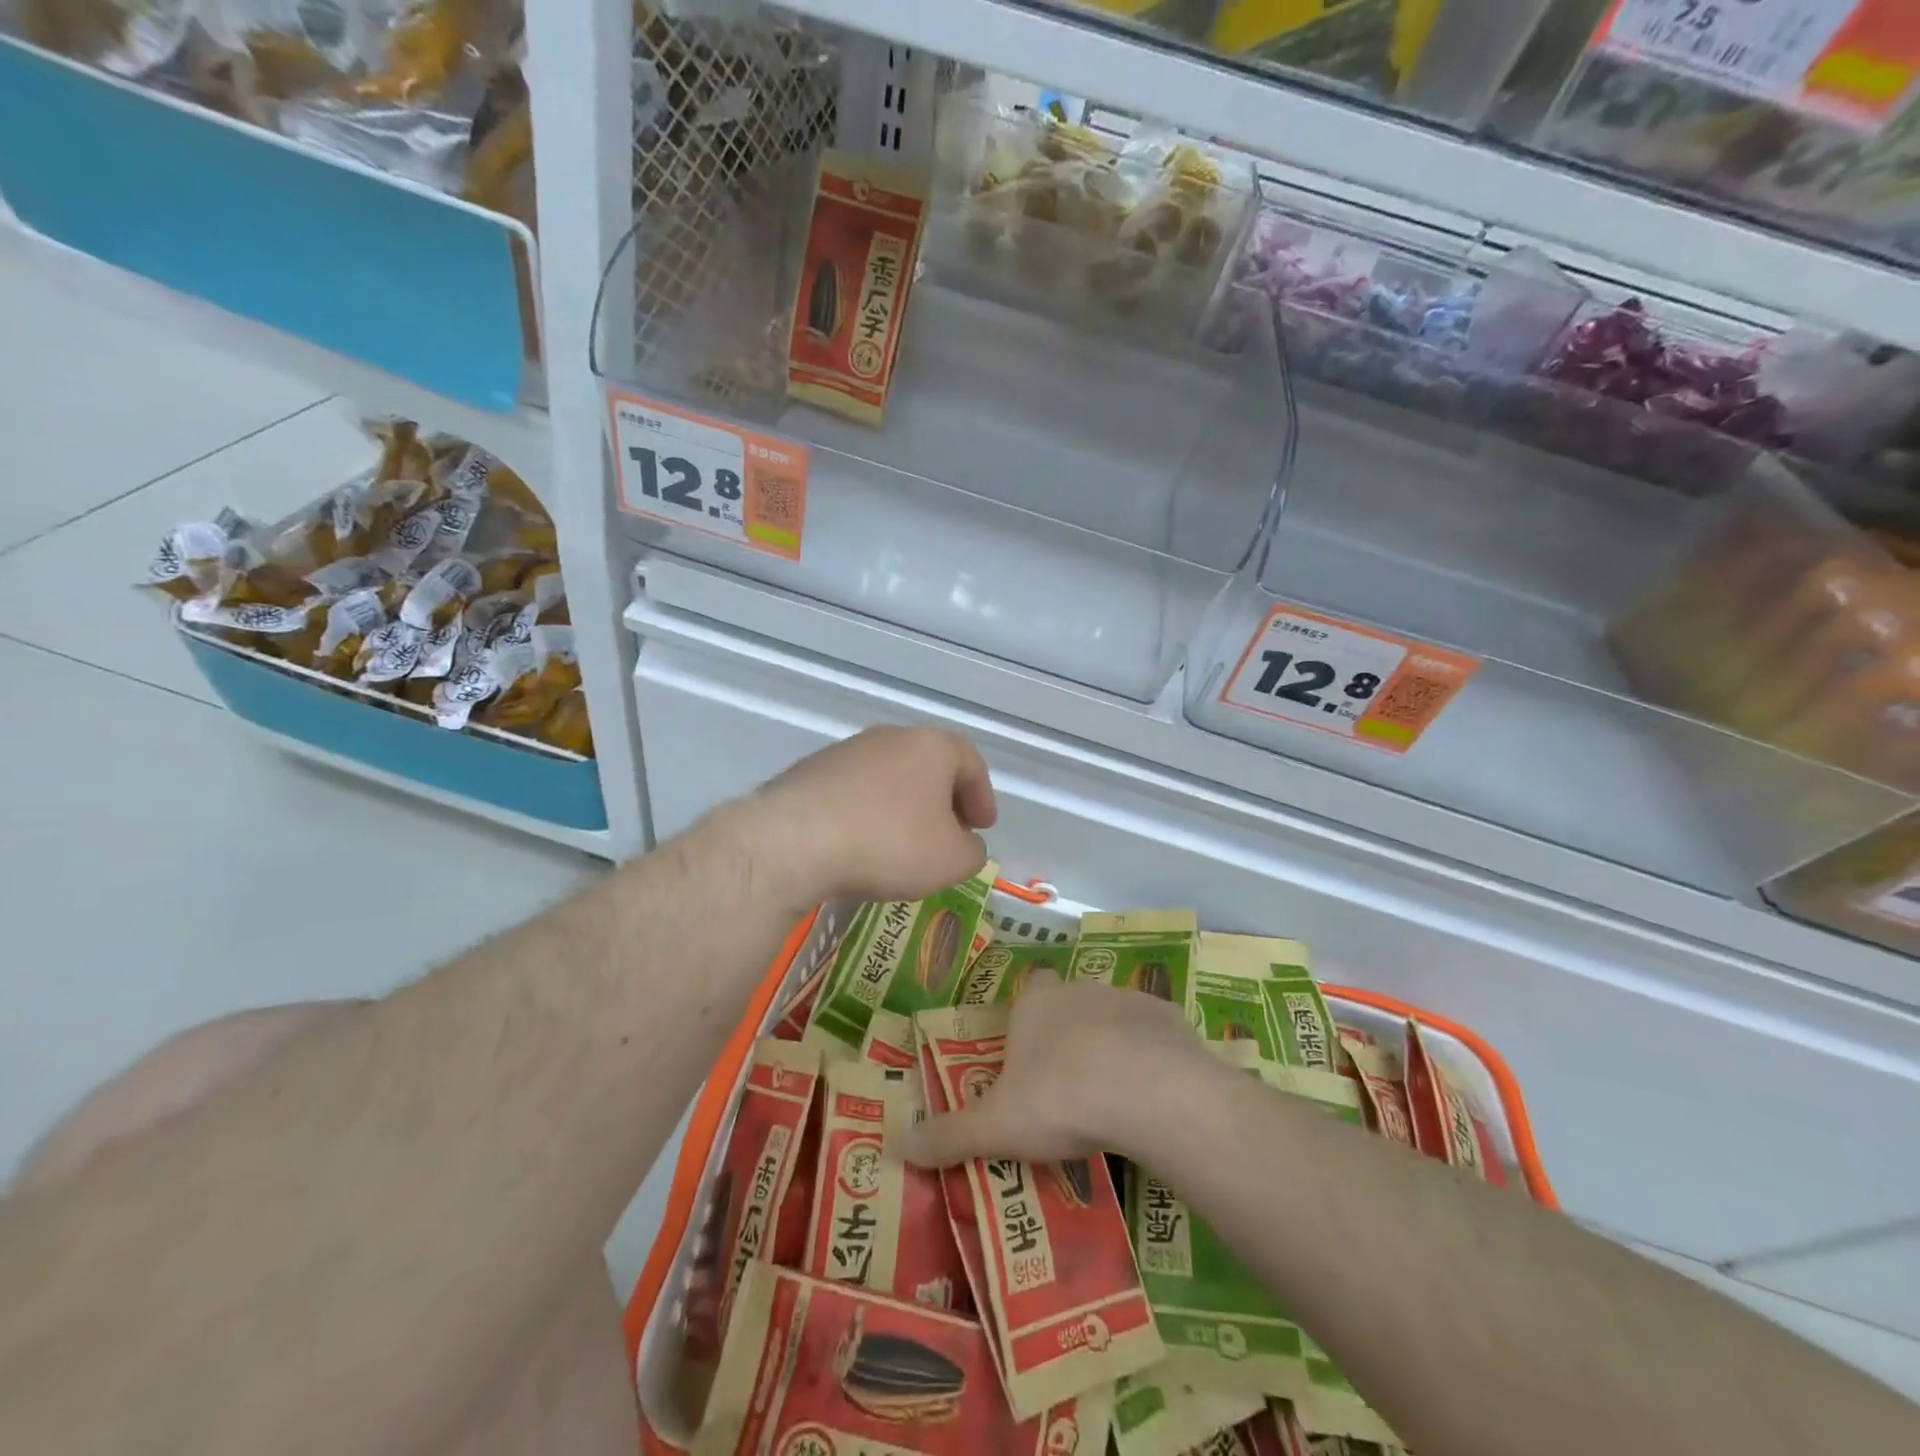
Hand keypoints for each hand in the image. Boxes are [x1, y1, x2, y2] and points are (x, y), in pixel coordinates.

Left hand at [744, 727, 997, 907]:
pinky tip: (863, 844)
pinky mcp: (811, 771)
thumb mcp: (951, 860)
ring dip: (904, 806)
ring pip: (890, 776)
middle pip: (929, 765)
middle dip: (943, 800)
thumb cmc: (890, 843)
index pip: (971, 763)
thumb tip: (965, 845)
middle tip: (949, 833)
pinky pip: (855, 791)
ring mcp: (847, 751)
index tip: (982, 828)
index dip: (982, 797)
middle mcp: (890, 737)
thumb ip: (972, 851)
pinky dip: (869, 812)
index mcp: (931, 745)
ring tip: (905, 843)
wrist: (794, 841)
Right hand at [901, 972, 1210, 1167]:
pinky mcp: (1168, 1019)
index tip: (1028, 1056)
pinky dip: (1150, 1058)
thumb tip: (893, 1144)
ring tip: (1112, 1099)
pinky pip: (1153, 1036)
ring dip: (1110, 1047)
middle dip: (1067, 1037)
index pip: (1027, 993)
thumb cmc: (1062, 1098)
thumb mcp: (996, 1126)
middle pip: (1069, 1006)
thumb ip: (948, 1134)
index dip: (1027, 1019)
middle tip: (1067, 1088)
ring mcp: (1127, 999)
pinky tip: (1153, 1097)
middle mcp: (1078, 990)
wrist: (1151, 1091)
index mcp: (1036, 1004)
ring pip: (1112, 1018)